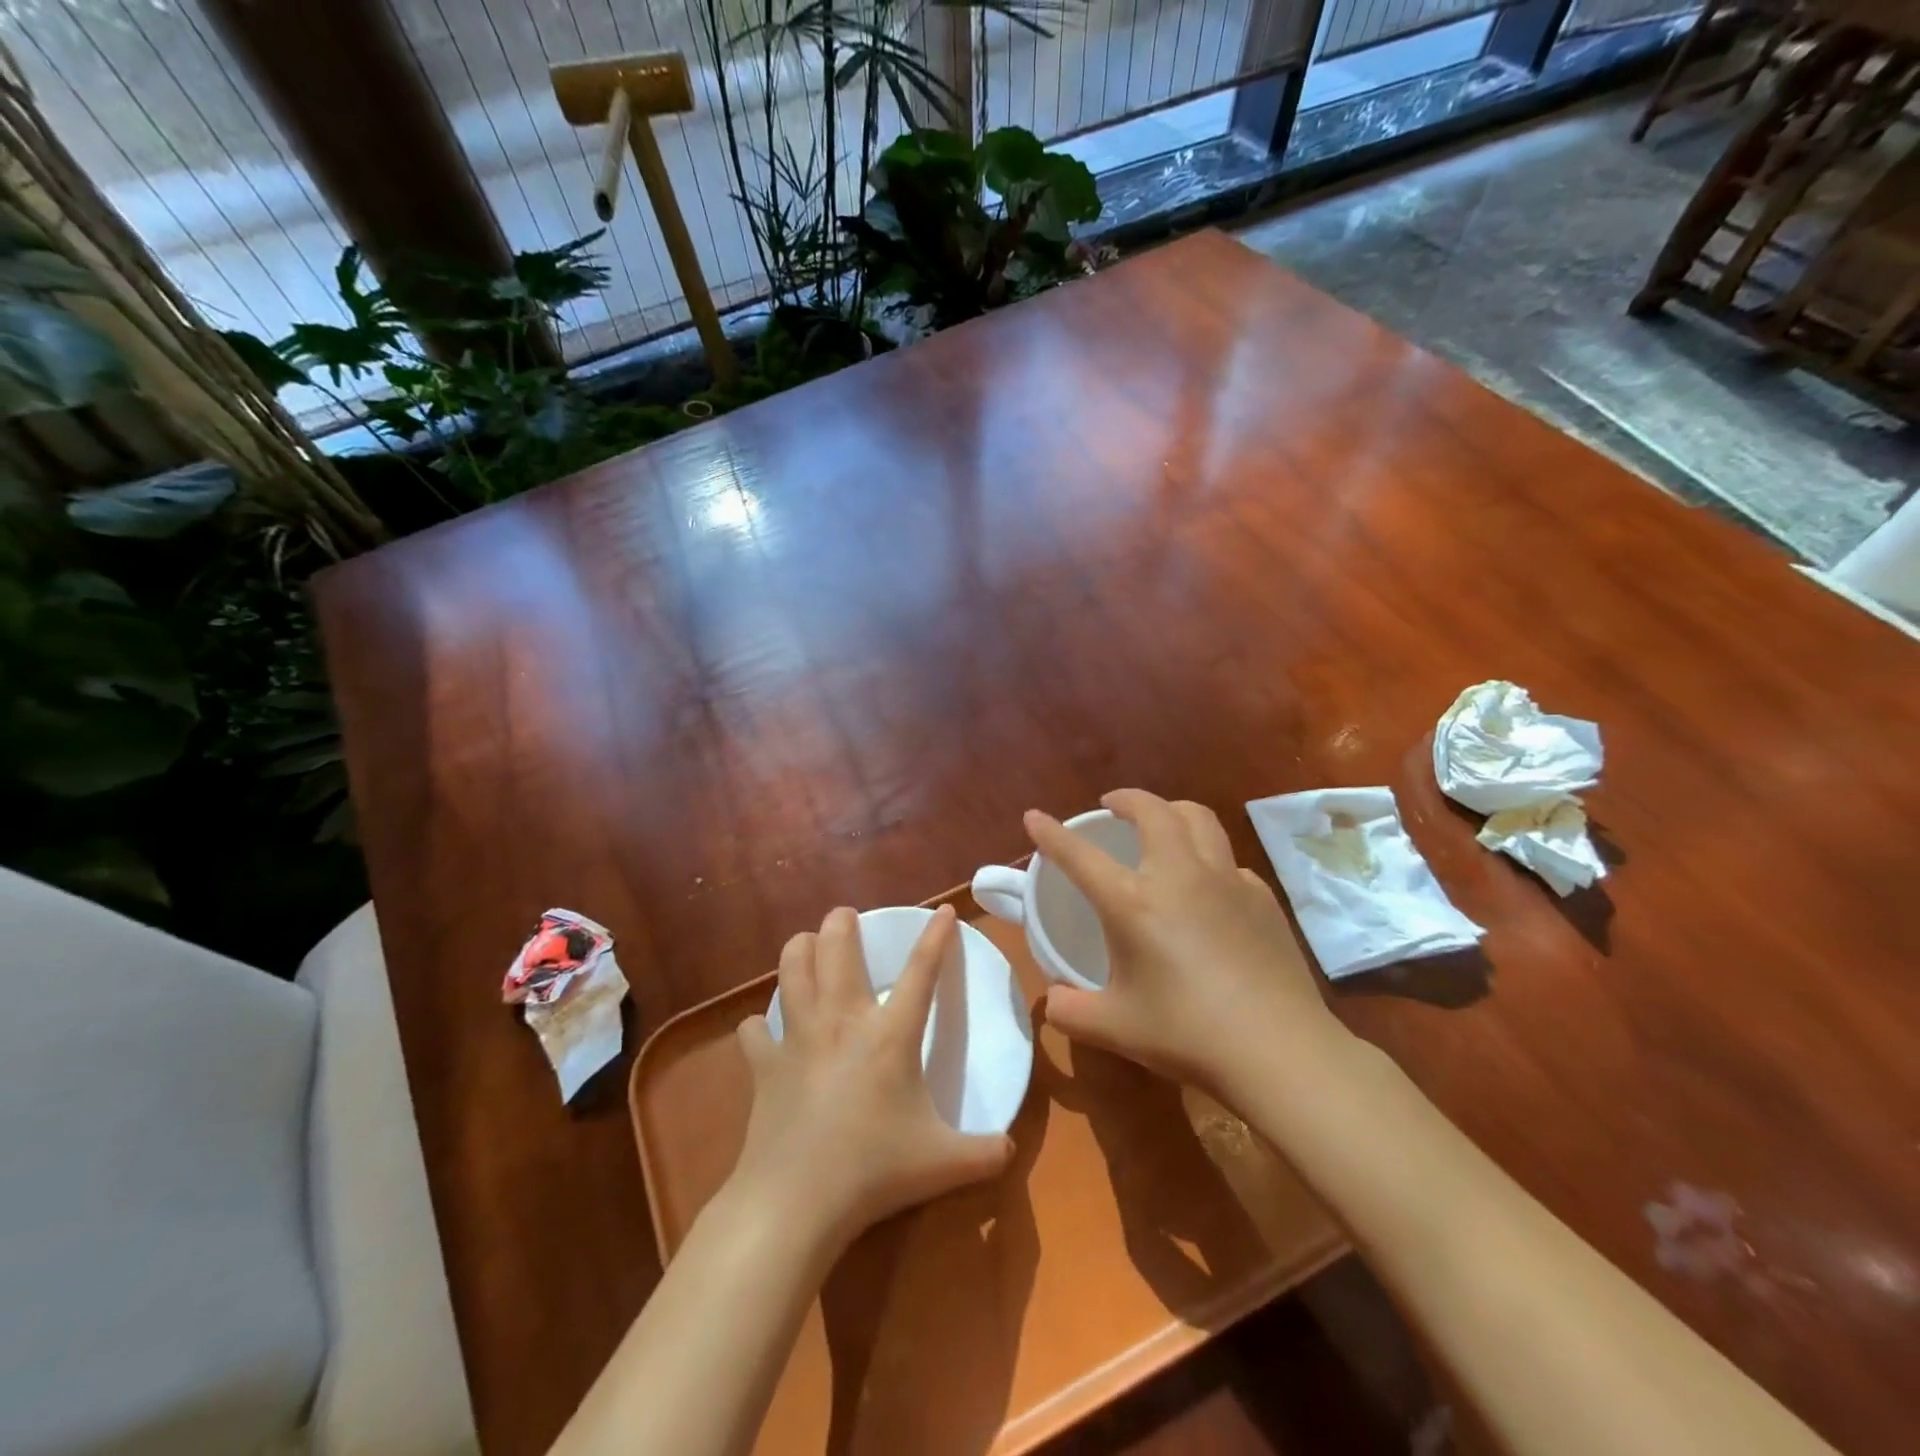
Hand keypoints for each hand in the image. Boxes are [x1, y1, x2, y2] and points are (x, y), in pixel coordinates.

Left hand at [731, 905, 1011, 1252]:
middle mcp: (842, 1021)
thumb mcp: (943, 1164)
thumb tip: (1012, 1149)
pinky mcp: (763, 1064)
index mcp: (890, 1035)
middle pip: (837, 948)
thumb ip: (984, 1153)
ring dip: (799, 949)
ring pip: (792, 970)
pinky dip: (759, 1025)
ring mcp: (798, 1038)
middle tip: (845, 916)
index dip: (936, 937)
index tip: (945, 910)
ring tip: (806, 943)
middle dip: (841, 922)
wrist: (796, 1201)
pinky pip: (754, 1030)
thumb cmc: (874, 1172)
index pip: (921, 971)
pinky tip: (762, 1030)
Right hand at [1027, 789, 1344, 1094]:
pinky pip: (1227, 859)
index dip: (1051, 833)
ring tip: (1161, 822)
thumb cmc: (1187, 1034)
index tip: (1034, 816)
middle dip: (1127, 798)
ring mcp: (1225, 880)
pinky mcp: (1261, 897)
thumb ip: (1070, 1011)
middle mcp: (1178, 875)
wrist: (1279, 1049)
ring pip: (1198, 818)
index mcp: (1133, 902)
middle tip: (1112, 805)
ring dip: (1171, 810)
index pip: (1079, 856)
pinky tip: (1207, 884)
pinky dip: (1208, 855)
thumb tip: (1053, 1001)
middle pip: (1152, 811)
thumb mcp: (1114, 1028)